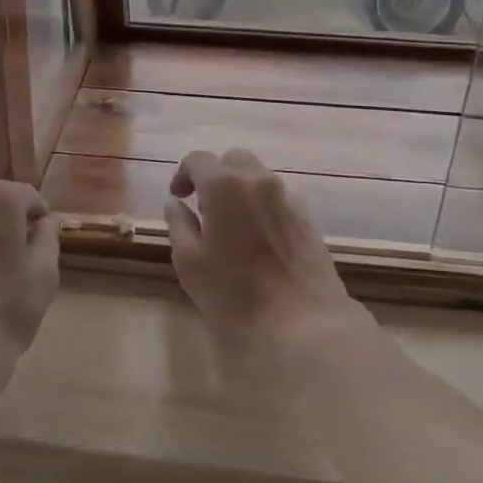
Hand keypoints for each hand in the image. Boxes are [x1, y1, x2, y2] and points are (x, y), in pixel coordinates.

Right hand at [163, 149, 370, 359]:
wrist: (305, 322)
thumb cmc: (236, 295)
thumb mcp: (190, 264)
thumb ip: (179, 224)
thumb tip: (175, 202)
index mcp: (224, 186)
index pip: (198, 159)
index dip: (183, 174)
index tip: (178, 198)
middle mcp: (258, 180)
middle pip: (233, 159)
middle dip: (215, 175)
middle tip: (204, 208)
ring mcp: (288, 197)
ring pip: (258, 177)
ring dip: (240, 190)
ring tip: (233, 226)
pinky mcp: (308, 218)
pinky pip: (278, 198)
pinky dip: (263, 206)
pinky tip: (259, 240)